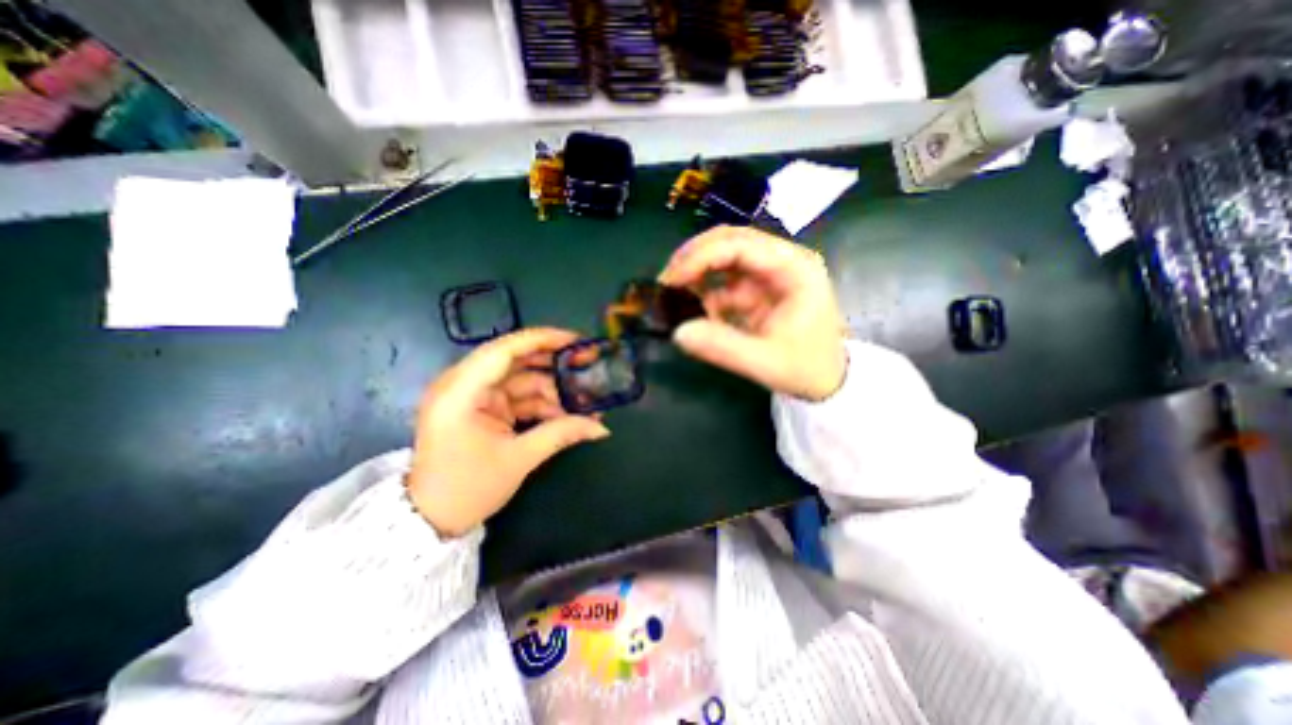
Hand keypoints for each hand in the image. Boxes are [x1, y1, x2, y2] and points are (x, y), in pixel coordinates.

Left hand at [409, 329, 610, 537]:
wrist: (433, 519)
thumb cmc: (468, 489)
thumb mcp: (519, 459)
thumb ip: (562, 434)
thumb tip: (602, 427)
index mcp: (460, 392)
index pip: (503, 350)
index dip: (541, 339)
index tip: (576, 340)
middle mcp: (463, 385)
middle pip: (515, 360)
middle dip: (553, 363)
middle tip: (587, 365)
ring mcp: (474, 396)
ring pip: (521, 379)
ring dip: (552, 388)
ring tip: (585, 397)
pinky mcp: (483, 408)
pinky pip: (518, 396)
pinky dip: (542, 403)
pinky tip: (568, 413)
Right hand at [657, 225, 848, 401]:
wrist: (827, 380)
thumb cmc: (806, 368)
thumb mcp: (765, 362)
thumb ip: (723, 348)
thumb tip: (678, 333)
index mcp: (794, 269)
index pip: (742, 244)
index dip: (702, 256)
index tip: (672, 279)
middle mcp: (781, 261)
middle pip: (730, 241)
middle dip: (694, 257)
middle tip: (666, 281)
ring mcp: (767, 274)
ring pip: (723, 257)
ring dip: (696, 272)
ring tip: (671, 293)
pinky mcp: (756, 289)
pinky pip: (722, 282)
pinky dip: (703, 291)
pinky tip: (689, 307)